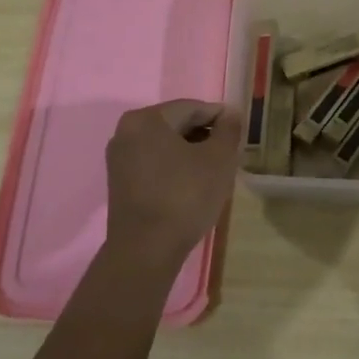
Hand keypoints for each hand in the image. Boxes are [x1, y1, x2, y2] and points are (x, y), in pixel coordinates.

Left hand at [105, 100, 242, 263]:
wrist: (145, 250)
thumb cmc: (185, 196)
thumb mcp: (219, 159)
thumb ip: (228, 130)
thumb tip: (231, 113)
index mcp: (147, 119)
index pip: (192, 108)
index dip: (220, 117)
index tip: (239, 132)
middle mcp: (126, 131)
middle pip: (176, 124)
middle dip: (204, 136)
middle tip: (229, 153)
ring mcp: (119, 158)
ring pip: (165, 145)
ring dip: (190, 152)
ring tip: (214, 171)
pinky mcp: (119, 182)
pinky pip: (153, 162)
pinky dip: (174, 166)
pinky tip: (192, 184)